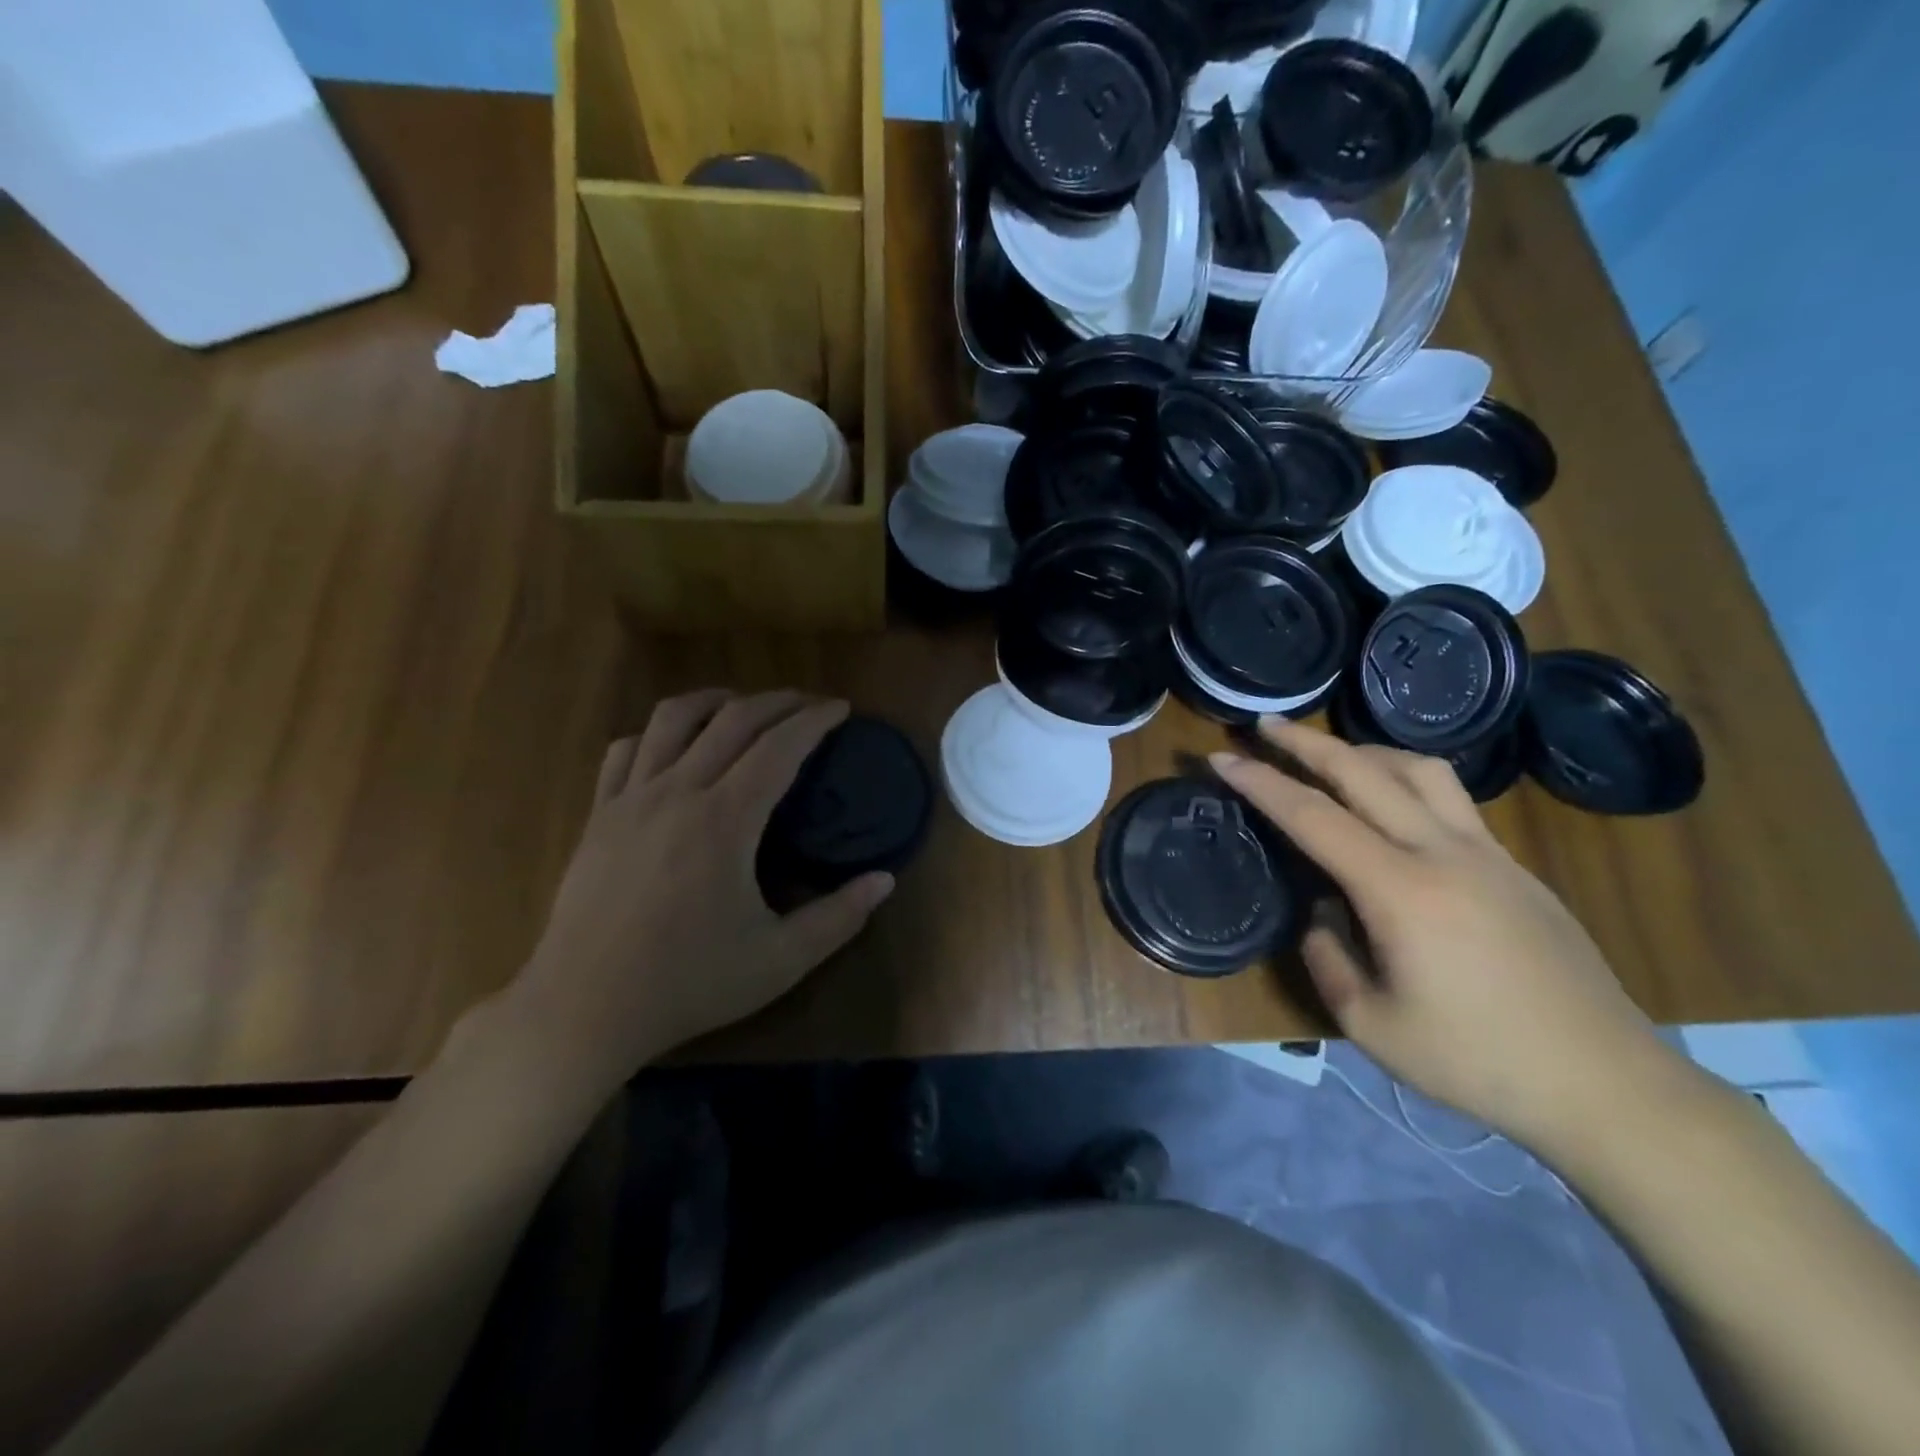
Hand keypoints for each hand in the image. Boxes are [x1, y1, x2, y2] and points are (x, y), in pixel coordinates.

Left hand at [512, 690, 894, 1079]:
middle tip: (808, 704)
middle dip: (777, 702)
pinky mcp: (598, 815)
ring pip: (672, 718)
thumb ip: (839, 917)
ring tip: (743, 706)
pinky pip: (627, 750)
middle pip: (732, 719)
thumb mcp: (780, 961)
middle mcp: (677, 792)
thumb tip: (885, 880)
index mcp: (725, 820)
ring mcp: (630, 799)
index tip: (841, 708)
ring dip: (715, 700)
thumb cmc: (688, 984)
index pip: (780, 746)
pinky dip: (658, 733)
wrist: (584, 1010)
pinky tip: (674, 746)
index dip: (815, 720)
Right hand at [1212, 720, 1678, 1145]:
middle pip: (1364, 771)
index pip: (1312, 817)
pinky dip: (1404, 778)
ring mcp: (1487, 853)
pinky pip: (1450, 797)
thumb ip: (1328, 956)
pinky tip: (1391, 804)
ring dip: (1363, 750)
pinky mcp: (1514, 867)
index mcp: (1399, 890)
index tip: (1221, 759)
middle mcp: (1443, 852)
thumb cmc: (1477, 1062)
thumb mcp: (1370, 1023)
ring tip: (1329, 754)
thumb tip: (1324, 914)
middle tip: (1264, 724)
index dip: (1260, 783)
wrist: (1607, 1086)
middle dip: (1305, 742)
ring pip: (1419, 769)